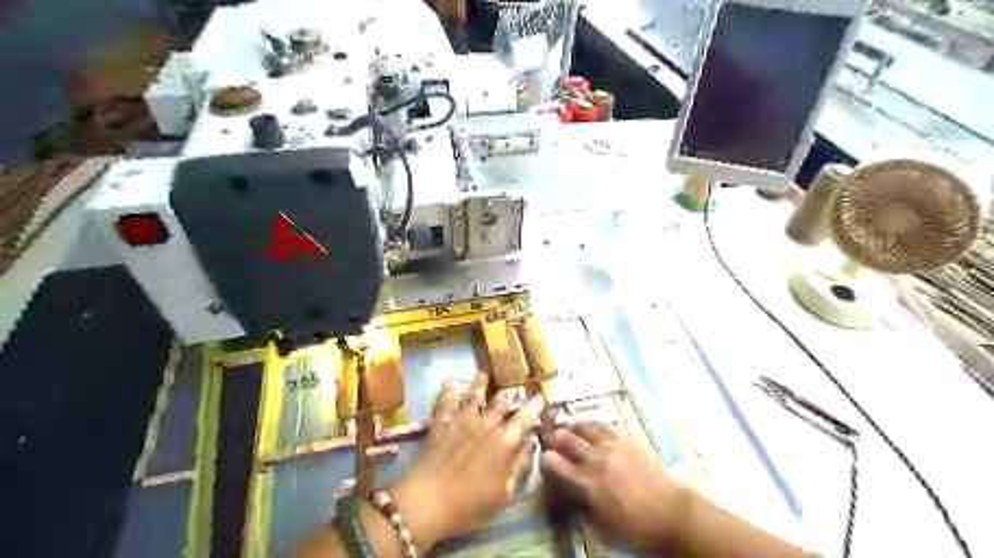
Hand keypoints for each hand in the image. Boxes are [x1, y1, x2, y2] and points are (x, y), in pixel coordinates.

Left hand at [387, 375, 542, 548]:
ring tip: (484, 374)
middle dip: (509, 393)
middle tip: (514, 386)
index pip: (524, 418)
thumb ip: (519, 465)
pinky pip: (446, 401)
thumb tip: (530, 445)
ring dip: (481, 384)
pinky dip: (449, 390)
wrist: (429, 499)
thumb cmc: (471, 503)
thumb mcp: (504, 492)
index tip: (540, 396)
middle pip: (500, 403)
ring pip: (474, 396)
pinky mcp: (442, 422)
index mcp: (505, 441)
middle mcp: (486, 424)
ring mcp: (463, 420)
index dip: (534, 406)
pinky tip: (450, 382)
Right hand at [541, 422, 691, 550]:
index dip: (544, 460)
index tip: (545, 462)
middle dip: (552, 438)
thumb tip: (567, 489)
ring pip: (582, 426)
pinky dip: (592, 425)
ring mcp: (610, 445)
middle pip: (564, 438)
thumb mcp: (600, 526)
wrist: (672, 514)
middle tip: (549, 439)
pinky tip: (591, 429)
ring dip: (571, 428)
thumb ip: (579, 504)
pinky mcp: (625, 439)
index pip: (552, 462)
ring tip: (567, 429)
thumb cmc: (635, 528)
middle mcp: (593, 458)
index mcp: (584, 482)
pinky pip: (603, 425)